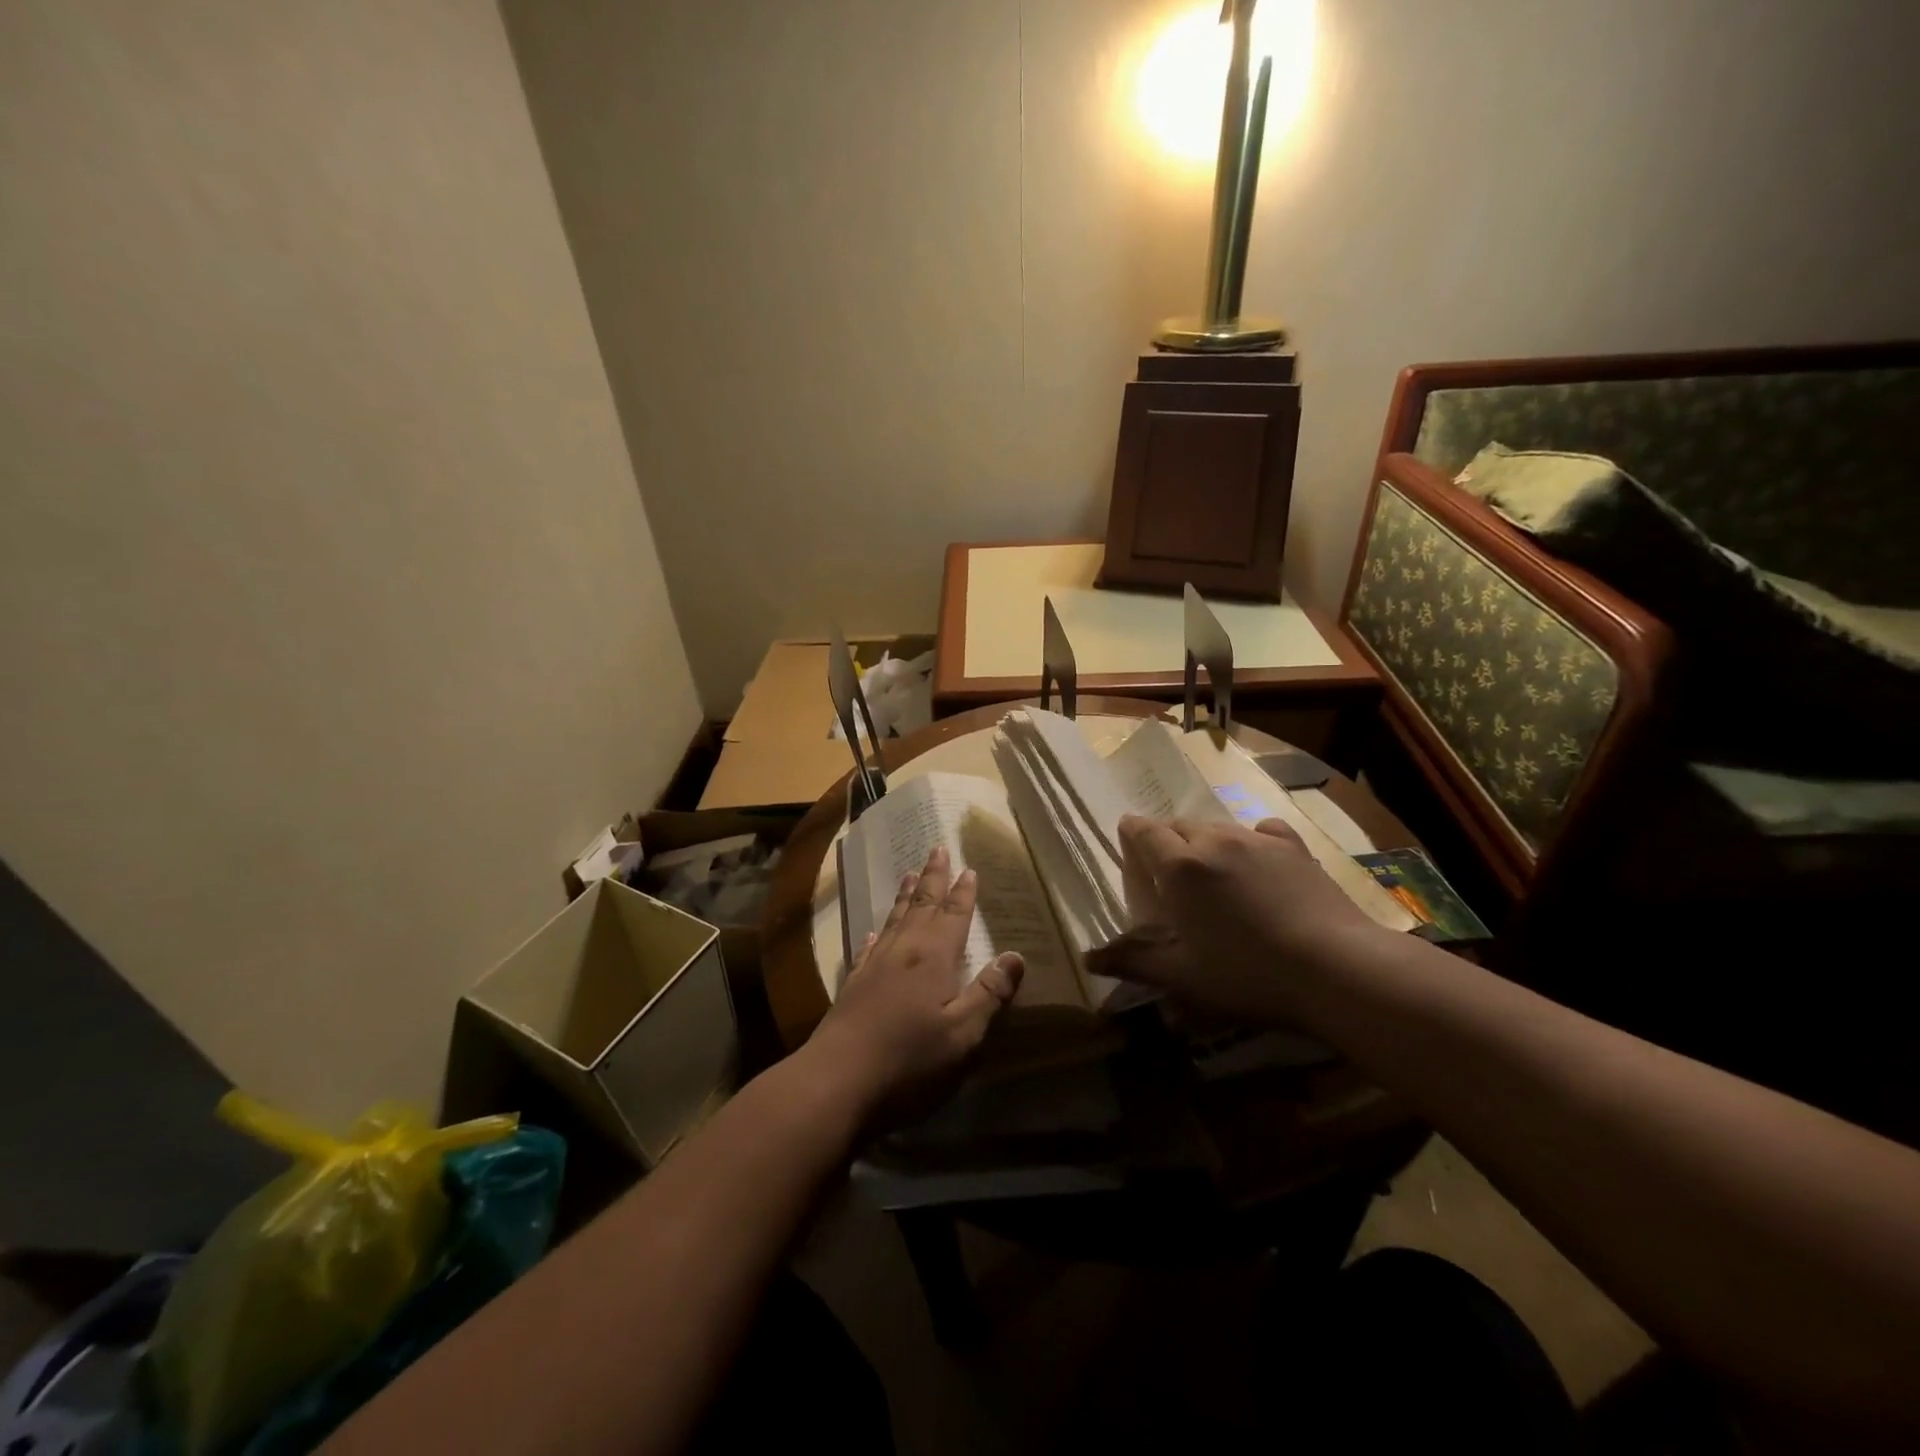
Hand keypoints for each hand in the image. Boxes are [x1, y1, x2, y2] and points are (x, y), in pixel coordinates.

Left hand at [805, 845, 1023, 1129]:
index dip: (964, 893)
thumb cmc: (910, 1060)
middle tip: (937, 848)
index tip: (969, 868)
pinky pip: (869, 947)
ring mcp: (874, 966)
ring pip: (895, 919)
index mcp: (934, 958)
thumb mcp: (963, 1034)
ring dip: (906, 896)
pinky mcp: (853, 986)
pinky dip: (877, 933)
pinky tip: (875, 929)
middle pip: (922, 906)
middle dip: (933, 878)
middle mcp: (904, 952)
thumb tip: (1016, 955)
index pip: (954, 915)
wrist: (837, 1081)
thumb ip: (989, 994)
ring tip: (911, 874)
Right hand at [1089, 815, 1385, 1025]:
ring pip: (1217, 827)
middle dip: (1167, 839)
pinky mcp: (1294, 848)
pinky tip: (1258, 862)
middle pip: (1179, 825)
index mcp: (1179, 867)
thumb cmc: (1248, 974)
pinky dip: (1250, 840)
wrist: (1337, 968)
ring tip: (1212, 871)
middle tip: (1169, 870)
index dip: (1132, 831)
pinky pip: (1260, 830)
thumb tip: (1088, 960)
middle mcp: (1213, 841)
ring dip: (1205, 841)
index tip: (1127, 835)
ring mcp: (1257, 840)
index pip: (1144, 832)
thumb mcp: (1183, 977)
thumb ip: (1133, 962)